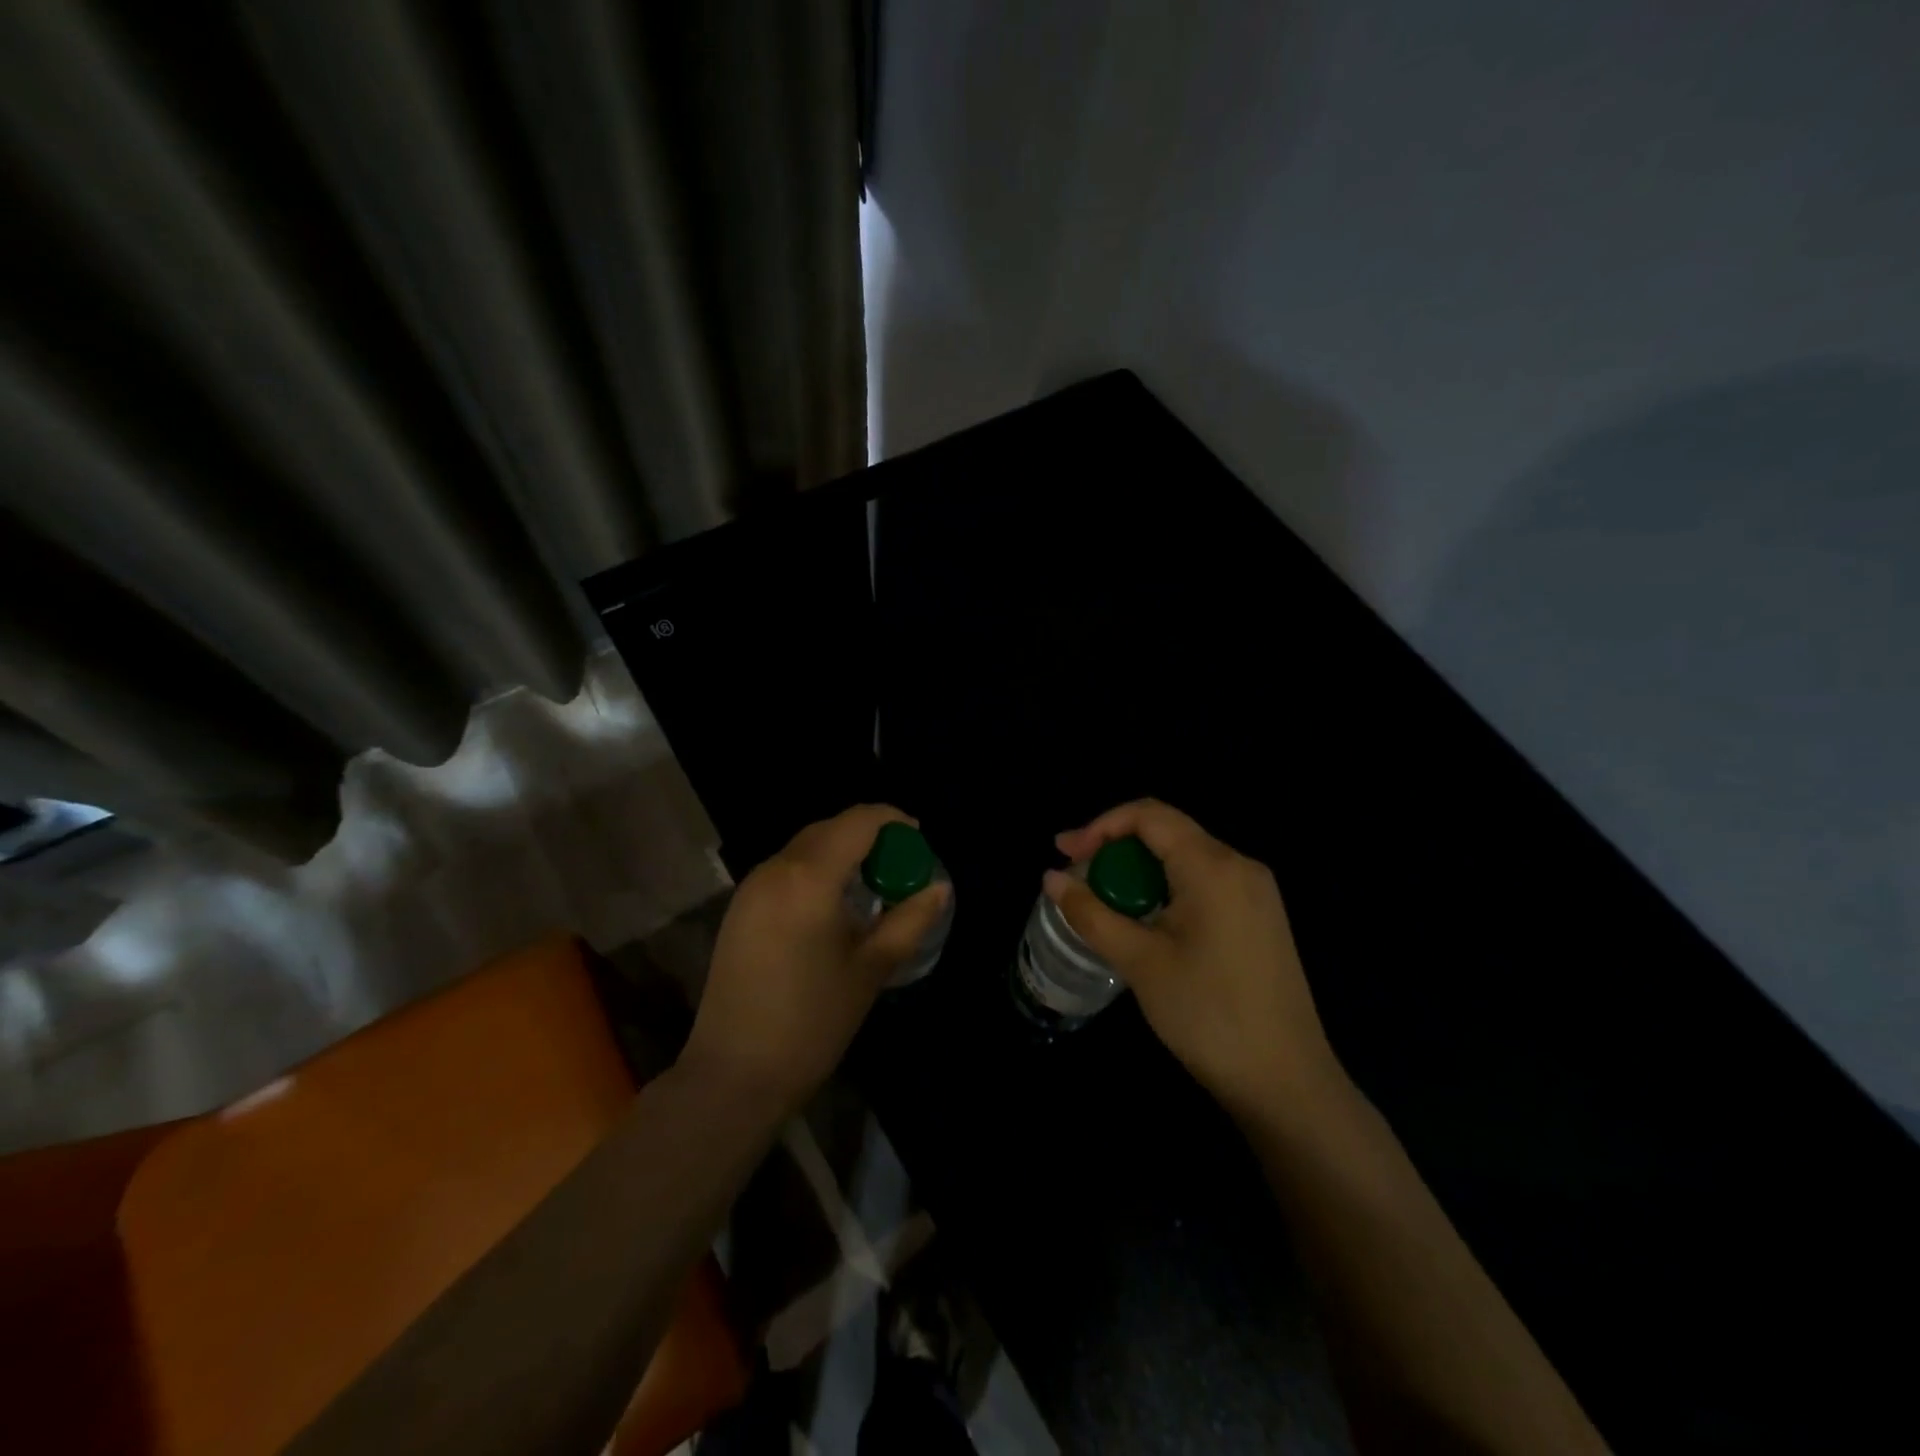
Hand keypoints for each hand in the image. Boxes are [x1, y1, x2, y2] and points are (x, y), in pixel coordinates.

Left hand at [682, 804, 950, 1116]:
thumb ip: (909, 920)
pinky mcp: (740, 907)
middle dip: (869, 835)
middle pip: (830, 828)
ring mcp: (751, 887)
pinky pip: (787, 868)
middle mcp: (775, 869)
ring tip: (873, 882)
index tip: (918, 838)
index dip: (892, 820)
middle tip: (901, 865)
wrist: (733, 1074)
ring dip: (842, 851)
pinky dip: (817, 868)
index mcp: (809, 878)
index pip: (858, 821)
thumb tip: (940, 887)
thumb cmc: (811, 1023)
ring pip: (806, 846)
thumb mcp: (870, 969)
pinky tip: (834, 902)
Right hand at [1050, 799, 1344, 1117]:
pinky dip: (1165, 889)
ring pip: (1184, 858)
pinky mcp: (1260, 918)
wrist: (1287, 1083)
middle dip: (1115, 848)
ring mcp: (1256, 892)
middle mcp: (1240, 866)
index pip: (1149, 815)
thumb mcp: (1140, 962)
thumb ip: (1091, 913)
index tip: (1065, 853)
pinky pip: (1204, 882)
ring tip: (1103, 901)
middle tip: (1075, 877)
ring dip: (1139, 871)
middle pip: (1167, 832)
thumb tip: (1051, 878)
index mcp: (1213, 866)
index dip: (1100, 826)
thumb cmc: (1208, 1015)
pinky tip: (1145, 920)